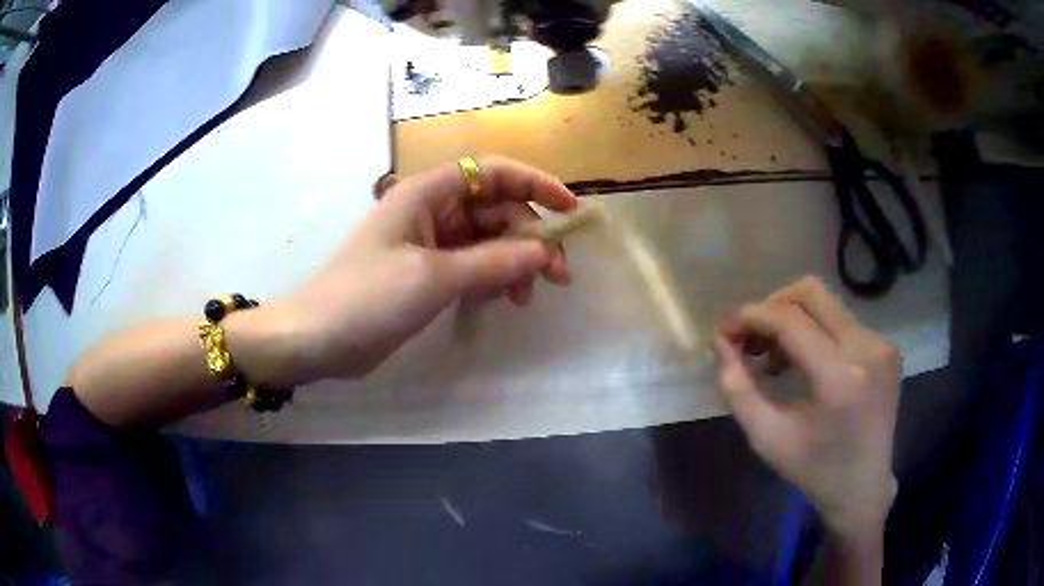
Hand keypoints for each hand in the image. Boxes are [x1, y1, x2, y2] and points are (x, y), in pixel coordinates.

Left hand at [270, 156, 577, 384]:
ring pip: (485, 240)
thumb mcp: (434, 276)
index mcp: (427, 193)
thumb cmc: (368, 297)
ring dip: (511, 262)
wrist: (317, 338)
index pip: (492, 172)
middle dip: (528, 237)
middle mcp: (430, 210)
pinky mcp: (425, 272)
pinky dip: (490, 278)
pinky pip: (470, 265)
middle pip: (494, 209)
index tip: (571, 209)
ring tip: (524, 298)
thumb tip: (543, 252)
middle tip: (556, 277)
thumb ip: (494, 261)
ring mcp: (427, 243)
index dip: (535, 184)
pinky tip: (500, 299)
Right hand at [712, 277, 900, 536]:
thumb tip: (720, 343)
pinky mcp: (887, 347)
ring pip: (826, 304)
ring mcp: (882, 345)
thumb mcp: (767, 437)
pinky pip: (842, 321)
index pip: (789, 320)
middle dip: (771, 307)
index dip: (752, 316)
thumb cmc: (813, 470)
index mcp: (839, 378)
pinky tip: (804, 362)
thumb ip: (738, 388)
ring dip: (792, 320)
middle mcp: (867, 349)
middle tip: (750, 338)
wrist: (863, 487)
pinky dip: (815, 332)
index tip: (725, 331)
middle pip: (811, 293)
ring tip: (774, 358)